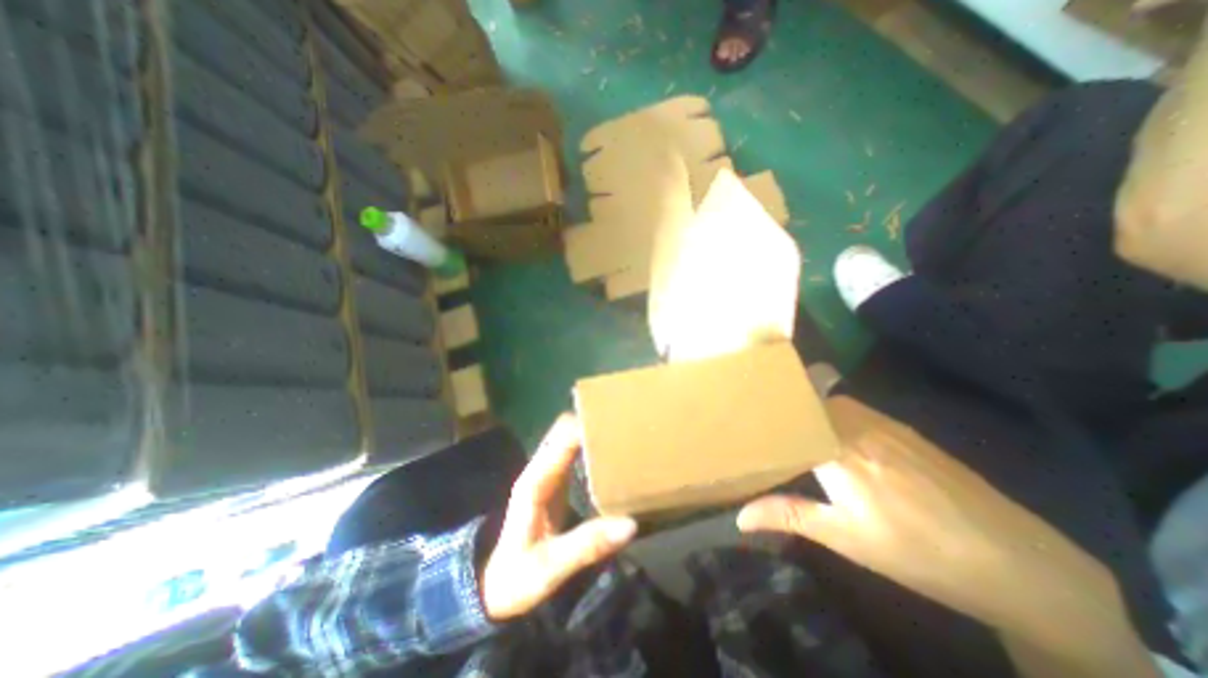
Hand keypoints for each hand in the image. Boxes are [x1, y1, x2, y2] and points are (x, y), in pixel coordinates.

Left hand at [480, 413, 634, 619]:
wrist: (493, 587)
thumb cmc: (516, 578)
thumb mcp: (550, 568)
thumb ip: (587, 545)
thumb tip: (629, 523)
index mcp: (535, 481)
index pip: (561, 439)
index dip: (585, 426)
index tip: (616, 423)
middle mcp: (540, 470)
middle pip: (564, 431)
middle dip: (590, 423)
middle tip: (624, 426)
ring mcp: (546, 474)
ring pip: (568, 439)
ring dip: (590, 433)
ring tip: (622, 434)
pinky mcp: (554, 482)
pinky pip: (572, 453)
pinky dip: (589, 447)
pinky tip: (610, 454)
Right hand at [737, 397, 1133, 646]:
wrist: (1017, 563)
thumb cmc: (917, 552)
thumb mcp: (845, 538)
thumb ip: (789, 515)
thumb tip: (740, 517)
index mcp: (837, 451)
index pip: (790, 418)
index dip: (766, 415)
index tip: (746, 420)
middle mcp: (857, 427)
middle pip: (809, 402)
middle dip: (786, 410)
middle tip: (767, 425)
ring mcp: (885, 424)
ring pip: (832, 401)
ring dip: (811, 410)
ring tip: (797, 429)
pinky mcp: (906, 429)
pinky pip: (858, 409)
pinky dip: (837, 413)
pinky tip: (840, 438)